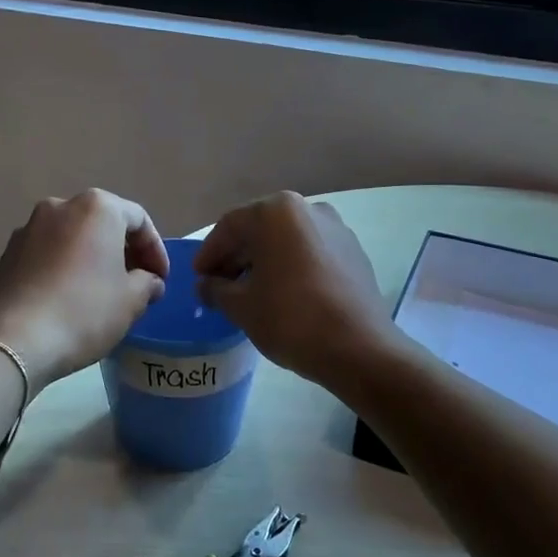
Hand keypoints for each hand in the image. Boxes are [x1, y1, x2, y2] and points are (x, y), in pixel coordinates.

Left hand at [0, 190, 170, 390]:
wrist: (14, 341)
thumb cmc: (84, 312)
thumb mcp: (131, 301)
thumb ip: (148, 282)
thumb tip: (148, 281)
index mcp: (96, 208)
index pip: (139, 220)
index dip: (156, 251)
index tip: (161, 280)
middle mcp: (60, 206)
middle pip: (103, 223)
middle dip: (123, 251)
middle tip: (137, 283)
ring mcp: (28, 228)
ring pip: (73, 238)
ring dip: (92, 259)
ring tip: (103, 292)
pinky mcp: (7, 254)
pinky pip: (47, 254)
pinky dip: (64, 268)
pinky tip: (69, 298)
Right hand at [193, 193, 397, 388]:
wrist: (359, 348)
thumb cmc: (291, 319)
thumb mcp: (242, 306)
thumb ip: (216, 289)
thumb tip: (206, 285)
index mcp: (277, 212)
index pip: (230, 226)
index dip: (209, 253)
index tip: (198, 278)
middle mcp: (308, 208)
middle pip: (260, 228)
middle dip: (237, 256)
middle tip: (219, 285)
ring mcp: (336, 229)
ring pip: (287, 240)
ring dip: (264, 261)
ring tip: (249, 292)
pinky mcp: (354, 252)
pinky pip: (311, 252)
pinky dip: (291, 266)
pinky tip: (283, 293)